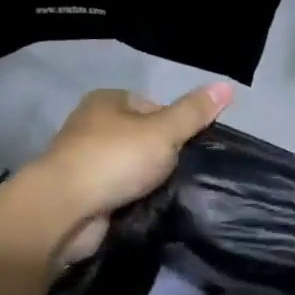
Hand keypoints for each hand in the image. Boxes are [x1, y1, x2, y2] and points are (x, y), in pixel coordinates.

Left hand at [25, 85, 233, 264]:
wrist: (66, 209)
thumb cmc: (116, 159)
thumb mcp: (164, 131)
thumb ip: (194, 113)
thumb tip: (227, 86)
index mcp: (107, 101)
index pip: (153, 105)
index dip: (176, 125)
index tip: (192, 148)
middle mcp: (91, 126)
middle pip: (142, 137)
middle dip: (163, 155)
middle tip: (185, 172)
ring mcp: (85, 161)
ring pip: (131, 167)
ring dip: (148, 180)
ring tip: (172, 192)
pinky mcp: (83, 193)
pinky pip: (119, 192)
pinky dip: (133, 199)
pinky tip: (149, 208)